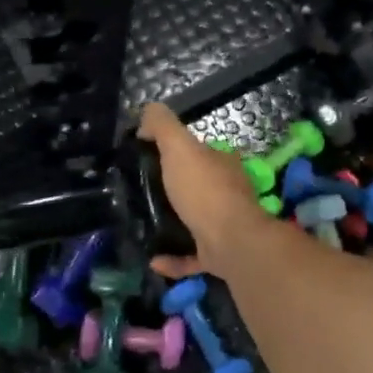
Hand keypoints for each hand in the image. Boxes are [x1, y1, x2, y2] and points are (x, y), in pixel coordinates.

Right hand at [139, 103, 279, 280]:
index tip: (149, 158)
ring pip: (198, 222)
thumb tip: (147, 112)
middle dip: (177, 190)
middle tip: (142, 193)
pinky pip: (191, 257)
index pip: (200, 152)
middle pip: (200, 187)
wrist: (231, 242)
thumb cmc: (205, 190)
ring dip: (175, 224)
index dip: (178, 152)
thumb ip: (162, 126)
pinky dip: (173, 259)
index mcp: (222, 164)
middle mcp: (228, 193)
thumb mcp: (179, 147)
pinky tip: (153, 259)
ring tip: (145, 224)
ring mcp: (225, 226)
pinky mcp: (219, 255)